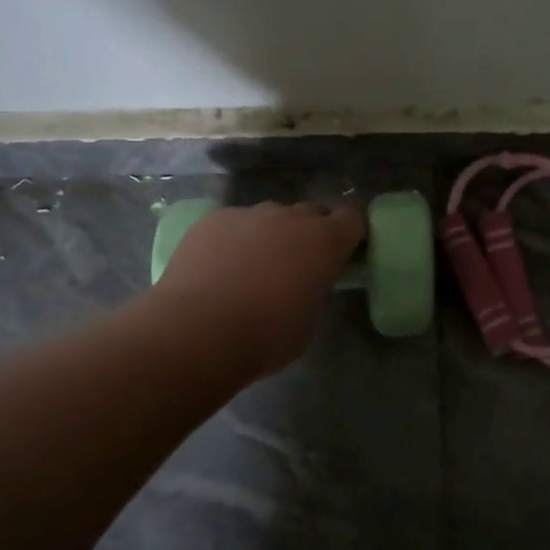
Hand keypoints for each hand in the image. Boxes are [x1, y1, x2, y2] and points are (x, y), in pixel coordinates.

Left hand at [155, 201, 367, 379]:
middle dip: (310, 233)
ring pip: (270, 218)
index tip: (345, 249)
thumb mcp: (308, 322)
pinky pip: (234, 224)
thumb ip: (313, 293)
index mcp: (324, 242)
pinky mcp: (213, 220)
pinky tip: (219, 269)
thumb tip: (303, 285)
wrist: (196, 330)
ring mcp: (249, 214)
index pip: (353, 218)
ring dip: (270, 236)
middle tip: (298, 264)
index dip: (351, 231)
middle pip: (311, 213)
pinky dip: (234, 240)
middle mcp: (290, 218)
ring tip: (252, 269)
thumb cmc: (264, 336)